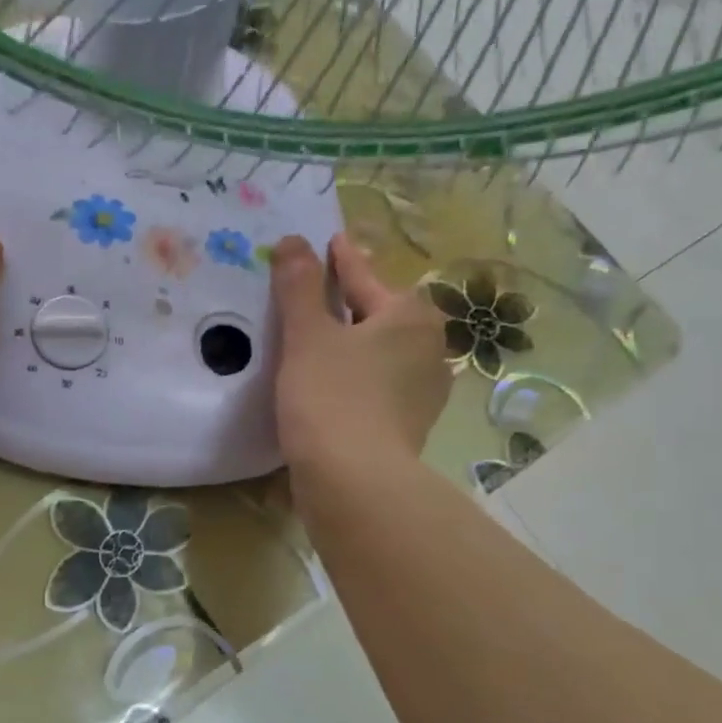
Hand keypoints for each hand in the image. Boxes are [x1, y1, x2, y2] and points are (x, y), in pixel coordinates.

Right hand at [271, 232, 449, 476]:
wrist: (355, 482)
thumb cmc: (331, 397)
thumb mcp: (307, 336)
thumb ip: (299, 286)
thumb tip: (293, 240)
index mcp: (409, 317)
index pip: (365, 277)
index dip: (343, 260)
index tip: (332, 241)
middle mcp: (428, 349)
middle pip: (380, 315)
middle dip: (351, 303)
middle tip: (321, 292)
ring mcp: (423, 392)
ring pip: (381, 354)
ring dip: (355, 344)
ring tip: (324, 341)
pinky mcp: (408, 426)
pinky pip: (378, 386)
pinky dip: (357, 378)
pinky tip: (334, 385)